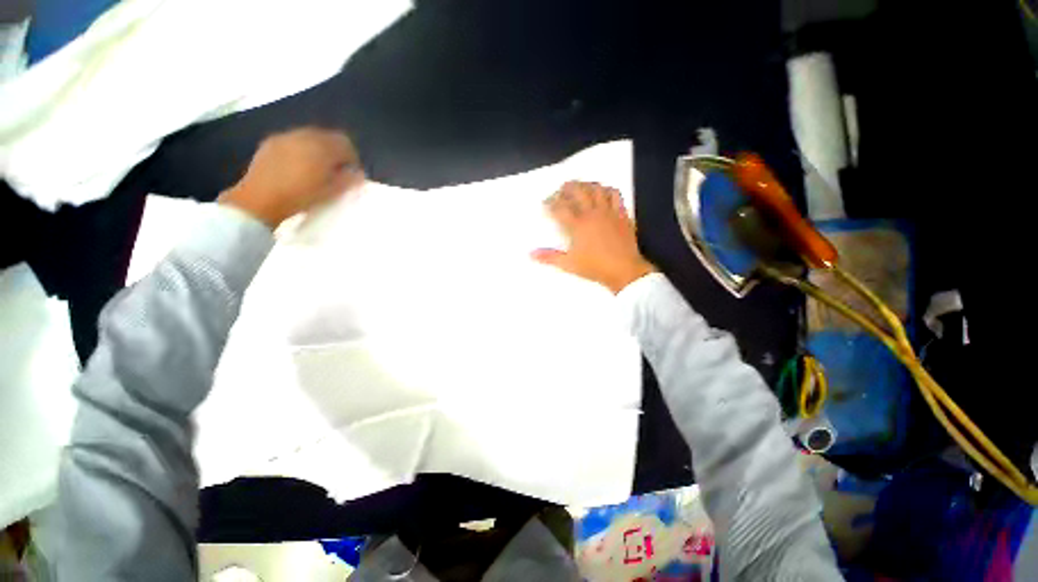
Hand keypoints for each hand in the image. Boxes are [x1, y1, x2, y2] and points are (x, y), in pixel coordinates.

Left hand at [219, 127, 362, 227]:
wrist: (259, 200)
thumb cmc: (301, 197)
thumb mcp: (332, 191)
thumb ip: (348, 179)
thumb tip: (357, 172)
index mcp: (323, 147)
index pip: (345, 143)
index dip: (352, 158)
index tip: (351, 172)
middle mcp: (304, 135)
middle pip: (328, 136)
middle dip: (335, 151)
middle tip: (336, 169)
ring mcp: (285, 137)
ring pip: (310, 136)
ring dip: (318, 149)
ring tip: (317, 168)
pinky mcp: (271, 142)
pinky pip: (293, 140)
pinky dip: (301, 148)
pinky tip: (298, 165)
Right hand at [532, 181, 655, 293]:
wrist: (624, 270)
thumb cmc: (595, 267)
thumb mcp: (569, 264)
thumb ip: (549, 257)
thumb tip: (530, 254)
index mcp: (578, 225)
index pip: (560, 208)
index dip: (550, 203)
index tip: (545, 204)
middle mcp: (592, 214)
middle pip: (578, 192)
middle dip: (566, 187)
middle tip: (561, 189)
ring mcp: (608, 212)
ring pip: (597, 189)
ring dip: (586, 185)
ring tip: (580, 187)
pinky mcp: (621, 214)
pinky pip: (615, 195)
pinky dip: (607, 190)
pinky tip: (603, 193)